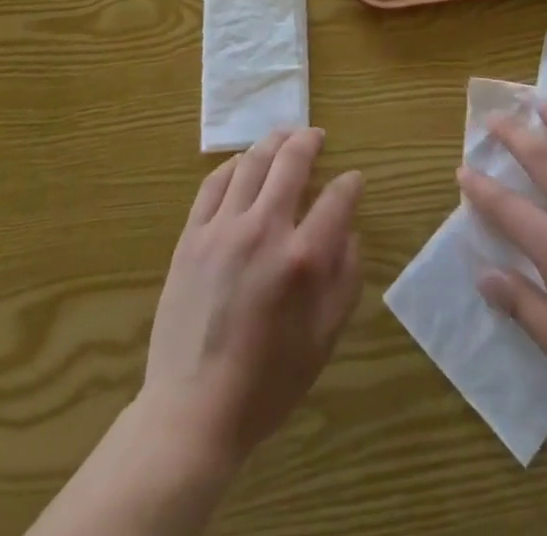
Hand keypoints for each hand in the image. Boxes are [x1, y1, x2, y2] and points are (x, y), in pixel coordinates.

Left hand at [139, 128, 362, 470]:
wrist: (193, 410)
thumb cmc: (268, 382)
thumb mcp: (324, 338)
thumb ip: (345, 278)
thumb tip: (349, 233)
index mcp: (303, 259)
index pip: (337, 198)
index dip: (351, 184)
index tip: (354, 180)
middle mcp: (264, 230)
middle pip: (291, 162)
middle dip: (309, 141)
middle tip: (317, 136)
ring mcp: (223, 228)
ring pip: (252, 162)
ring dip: (273, 142)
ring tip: (284, 137)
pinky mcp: (192, 236)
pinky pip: (214, 184)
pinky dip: (233, 165)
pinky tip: (243, 164)